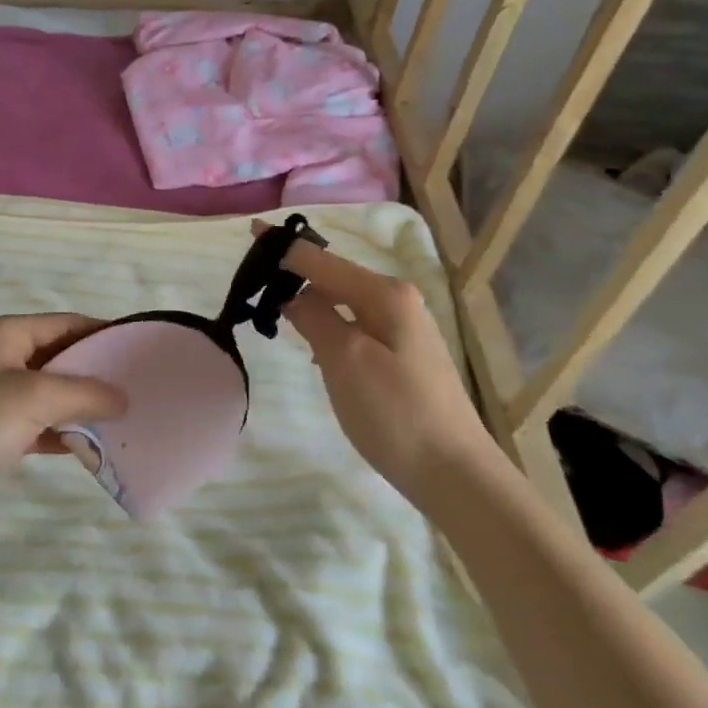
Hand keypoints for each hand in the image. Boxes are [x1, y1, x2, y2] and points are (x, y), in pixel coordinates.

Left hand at [0, 313, 125, 535]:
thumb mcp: (35, 398)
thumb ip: (85, 392)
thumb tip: (123, 398)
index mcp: (2, 333)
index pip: (63, 323)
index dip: (101, 334)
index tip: (138, 350)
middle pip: (57, 356)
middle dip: (93, 372)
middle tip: (135, 387)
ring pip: (48, 391)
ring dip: (79, 404)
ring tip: (121, 417)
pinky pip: (35, 420)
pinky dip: (60, 430)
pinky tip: (89, 445)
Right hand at [257, 222, 489, 495]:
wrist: (455, 474)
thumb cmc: (395, 413)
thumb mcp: (345, 360)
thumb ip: (314, 317)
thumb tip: (293, 294)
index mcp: (385, 294)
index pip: (322, 260)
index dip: (284, 248)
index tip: (252, 232)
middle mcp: (397, 301)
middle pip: (334, 277)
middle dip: (296, 275)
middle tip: (255, 287)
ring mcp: (403, 329)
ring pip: (344, 303)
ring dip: (311, 304)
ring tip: (276, 314)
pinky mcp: (402, 356)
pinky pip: (354, 326)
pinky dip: (329, 327)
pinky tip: (314, 347)